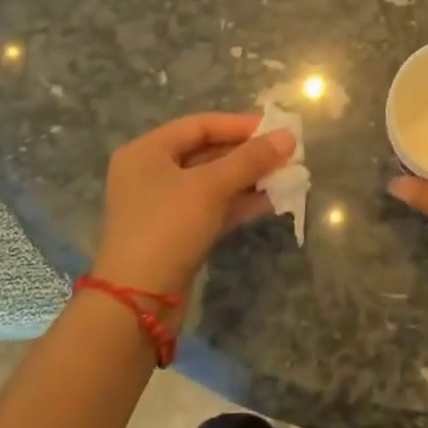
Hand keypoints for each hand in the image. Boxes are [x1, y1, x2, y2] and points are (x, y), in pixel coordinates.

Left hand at [91, 113, 295, 304]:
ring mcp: (163, 205)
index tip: (276, 129)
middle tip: (286, 154)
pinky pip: (213, 207)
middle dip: (248, 154)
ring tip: (286, 176)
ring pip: (213, 182)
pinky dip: (239, 202)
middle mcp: (151, 173)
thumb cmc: (168, 227)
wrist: (137, 302)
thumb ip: (251, 159)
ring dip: (249, 179)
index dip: (239, 125)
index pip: (200, 125)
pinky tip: (271, 201)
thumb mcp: (211, 186)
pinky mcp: (177, 233)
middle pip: (207, 152)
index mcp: (147, 151)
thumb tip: (289, 136)